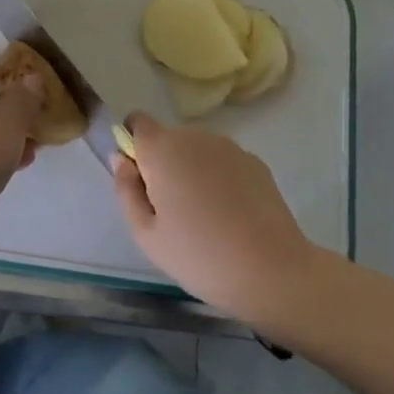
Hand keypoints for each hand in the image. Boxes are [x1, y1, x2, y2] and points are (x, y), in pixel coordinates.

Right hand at [113, 113, 317, 322]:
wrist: (272, 271)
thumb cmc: (199, 256)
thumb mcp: (146, 234)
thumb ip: (126, 190)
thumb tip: (122, 160)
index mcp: (162, 150)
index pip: (137, 122)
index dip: (133, 145)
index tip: (140, 180)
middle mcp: (195, 137)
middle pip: (168, 139)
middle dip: (163, 164)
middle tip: (170, 210)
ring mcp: (229, 148)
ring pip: (196, 150)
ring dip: (191, 170)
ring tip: (203, 216)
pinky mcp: (255, 162)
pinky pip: (223, 162)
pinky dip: (219, 179)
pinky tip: (230, 215)